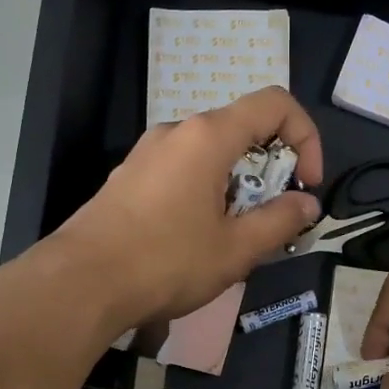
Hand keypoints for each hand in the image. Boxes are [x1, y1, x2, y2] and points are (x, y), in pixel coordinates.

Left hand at [52, 87, 324, 333]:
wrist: (80, 285)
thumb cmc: (166, 262)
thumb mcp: (236, 249)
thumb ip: (280, 221)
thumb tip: (307, 204)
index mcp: (208, 136)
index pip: (275, 104)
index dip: (305, 137)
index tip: (306, 185)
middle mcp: (177, 132)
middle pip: (242, 129)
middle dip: (272, 170)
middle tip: (272, 220)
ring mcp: (148, 153)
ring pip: (212, 154)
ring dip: (239, 185)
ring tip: (236, 236)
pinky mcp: (130, 177)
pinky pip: (183, 171)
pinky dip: (207, 192)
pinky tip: (198, 239)